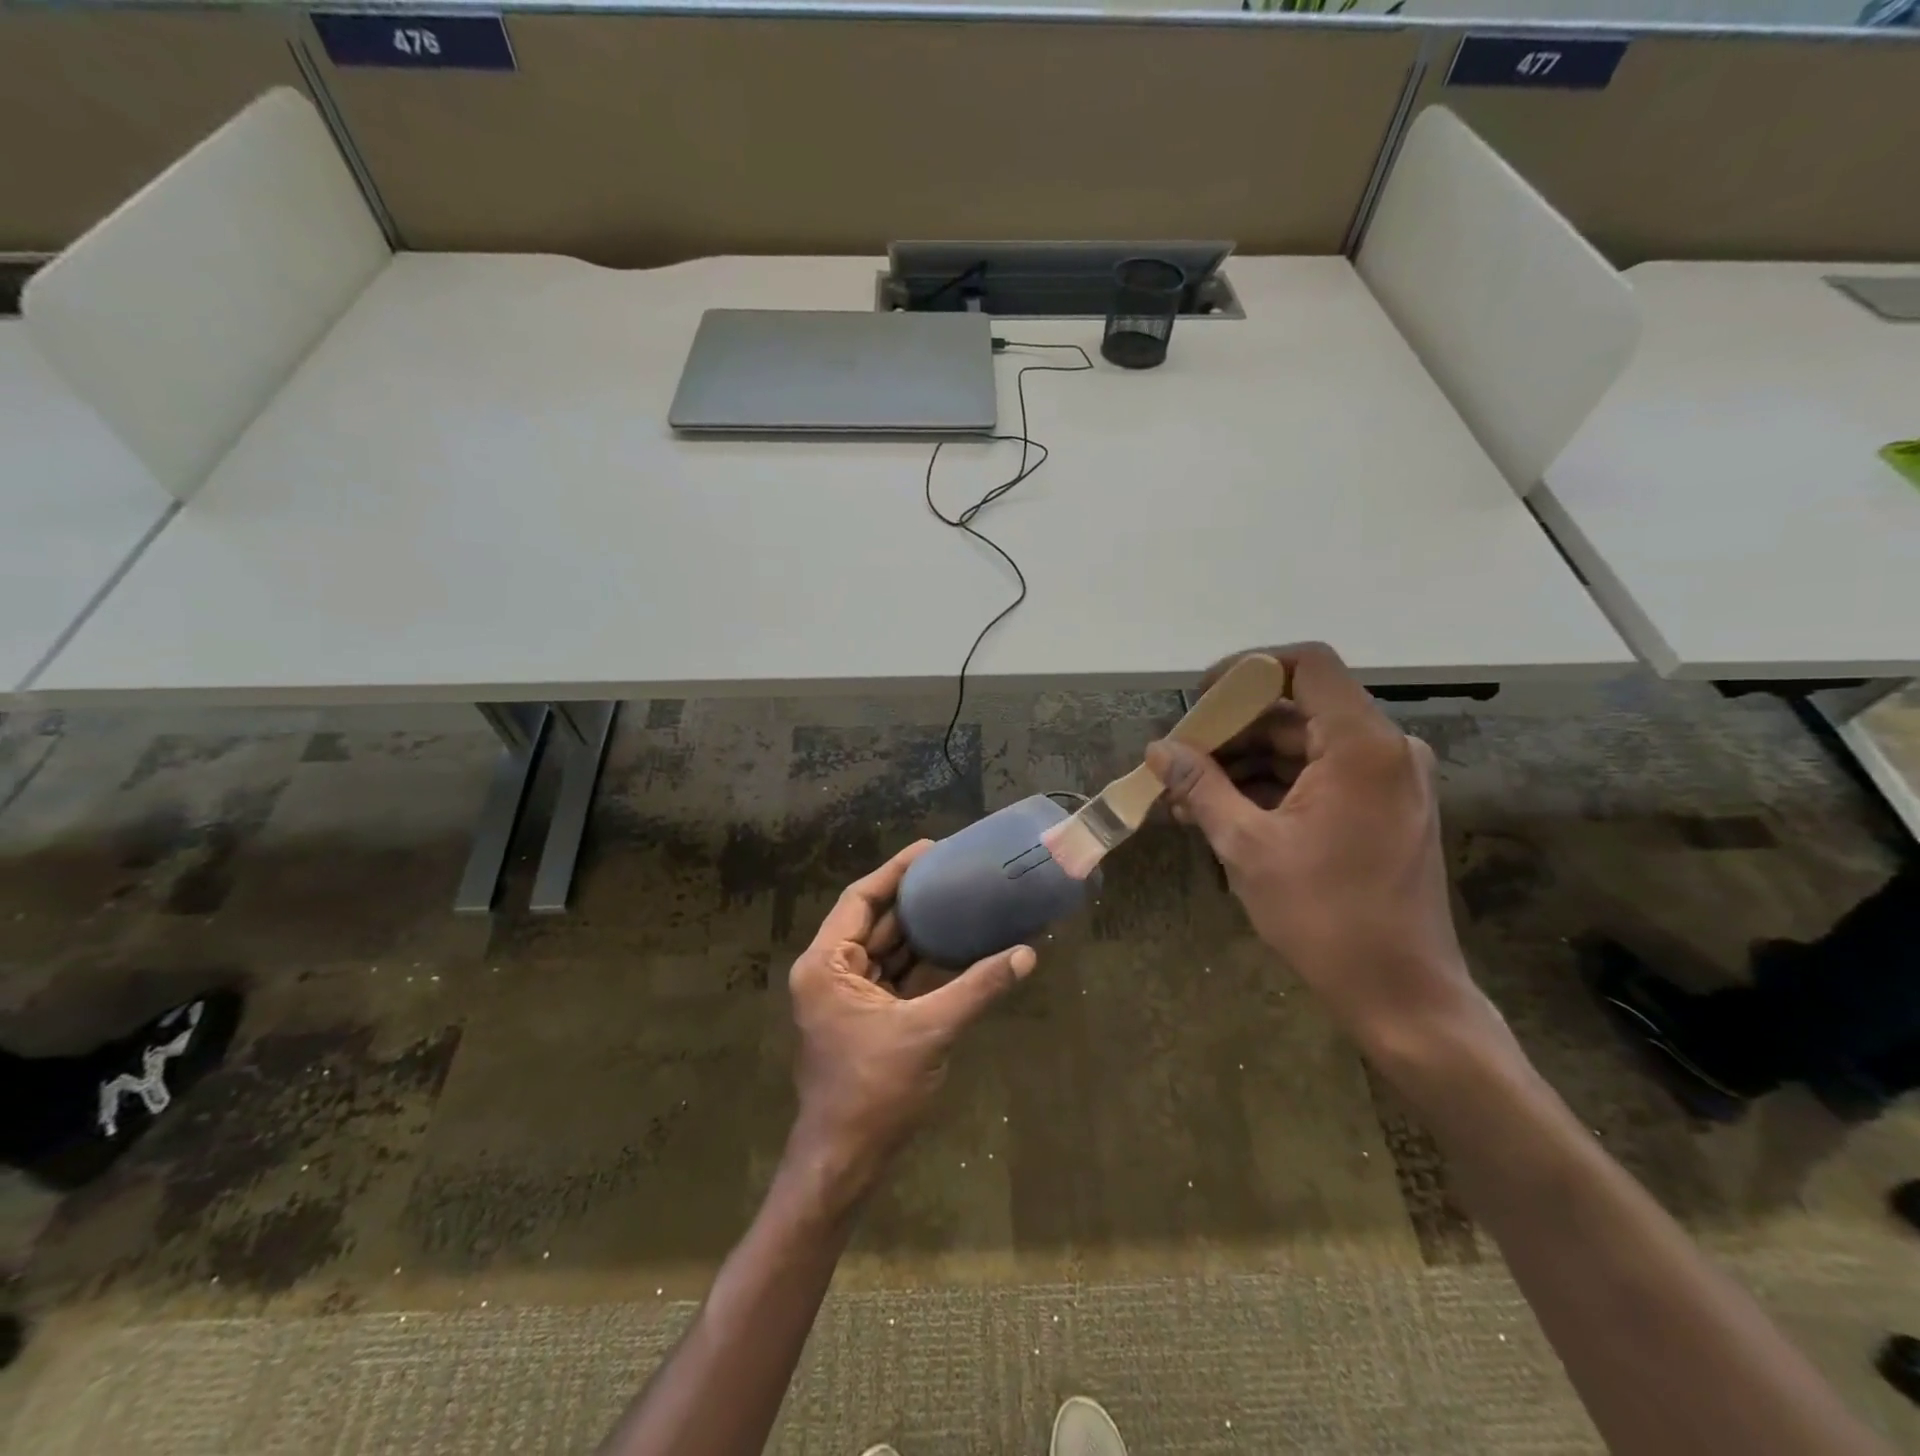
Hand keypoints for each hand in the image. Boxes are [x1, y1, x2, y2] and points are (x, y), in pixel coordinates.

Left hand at [783, 841, 1036, 1209]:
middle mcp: (832, 972)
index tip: (931, 850)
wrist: (845, 1162)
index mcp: (827, 964)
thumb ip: (977, 988)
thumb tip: (1027, 954)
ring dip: (923, 931)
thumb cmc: (873, 1091)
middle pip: (877, 921)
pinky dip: (925, 964)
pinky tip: (960, 947)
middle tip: (957, 872)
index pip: (861, 899)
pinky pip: (898, 977)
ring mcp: (849, 996)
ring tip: (963, 900)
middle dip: (915, 899)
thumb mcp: (928, 1032)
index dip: (895, 871)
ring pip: (889, 950)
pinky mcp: (867, 1018)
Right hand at [1145, 643, 1477, 1058]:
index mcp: (1362, 747)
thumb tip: (1158, 749)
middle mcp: (1385, 750)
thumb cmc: (1325, 916)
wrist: (1402, 994)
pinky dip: (1270, 788)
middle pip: (1295, 711)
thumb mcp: (1247, 846)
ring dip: (1243, 765)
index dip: (1247, 669)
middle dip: (1230, 731)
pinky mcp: (1382, 809)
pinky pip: (1318, 778)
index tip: (1200, 700)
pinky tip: (1220, 812)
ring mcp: (1387, 781)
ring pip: (1302, 747)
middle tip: (1177, 760)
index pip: (1307, 666)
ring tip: (1185, 796)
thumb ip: (1201, 786)